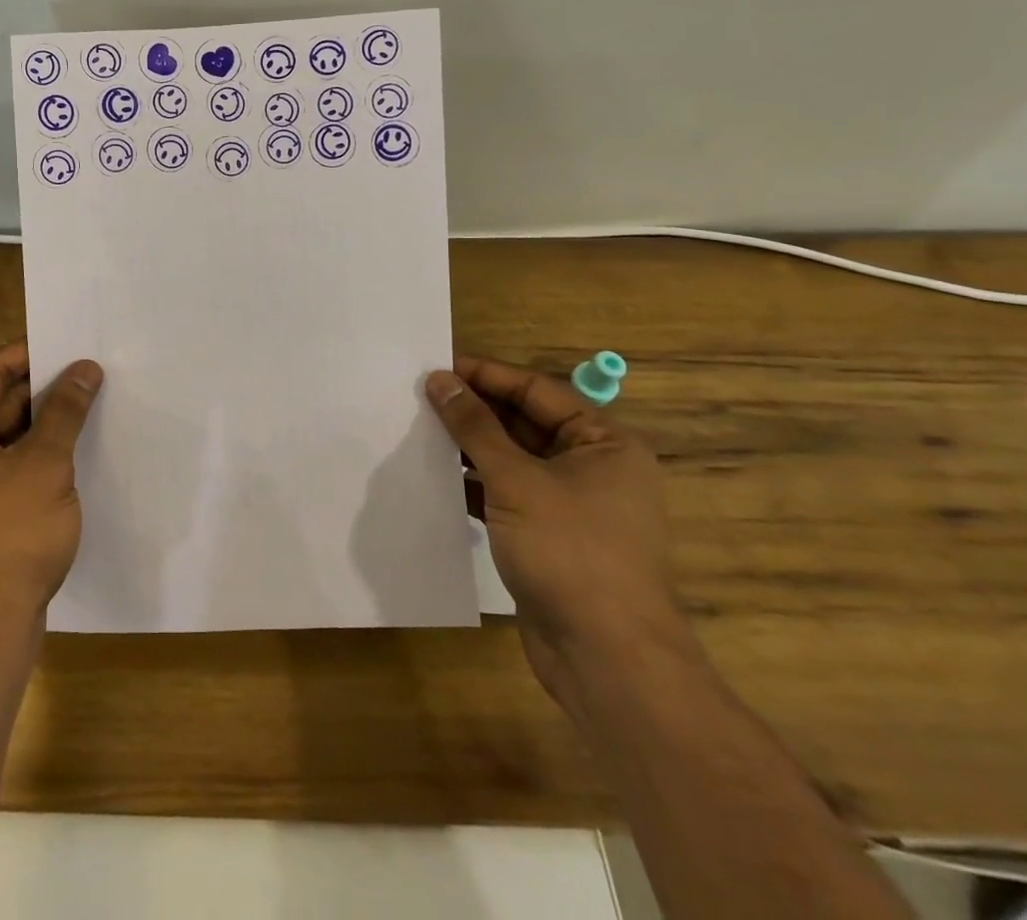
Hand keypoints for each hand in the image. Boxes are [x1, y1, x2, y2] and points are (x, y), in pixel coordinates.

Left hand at [0, 343, 102, 636]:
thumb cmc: (8, 537)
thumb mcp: (44, 464)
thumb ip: (64, 410)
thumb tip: (85, 367)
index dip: (31, 355)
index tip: (72, 344)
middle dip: (45, 391)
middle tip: (93, 371)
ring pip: (8, 438)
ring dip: (47, 424)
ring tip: (95, 402)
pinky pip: (11, 468)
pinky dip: (41, 456)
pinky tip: (81, 448)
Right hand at [426, 356, 688, 696]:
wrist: (606, 659)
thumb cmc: (569, 551)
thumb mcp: (515, 479)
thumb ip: (474, 426)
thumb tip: (439, 379)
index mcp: (604, 443)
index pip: (536, 391)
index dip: (485, 376)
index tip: (436, 367)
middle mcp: (594, 468)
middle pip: (525, 423)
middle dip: (475, 411)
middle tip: (421, 397)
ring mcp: (574, 506)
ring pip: (514, 460)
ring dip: (471, 448)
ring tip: (420, 431)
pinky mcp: (552, 537)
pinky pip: (509, 494)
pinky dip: (477, 485)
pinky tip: (438, 478)